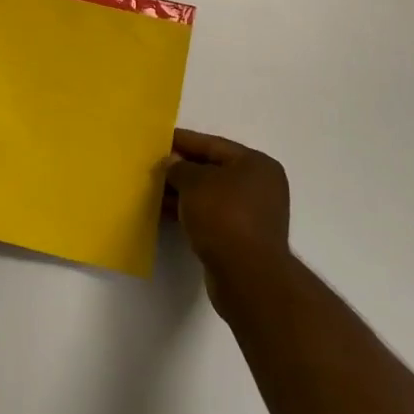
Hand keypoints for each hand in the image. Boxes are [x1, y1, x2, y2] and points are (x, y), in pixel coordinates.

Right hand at [162, 130, 291, 289]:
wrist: (247, 274)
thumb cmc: (223, 216)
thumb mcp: (194, 183)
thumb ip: (179, 168)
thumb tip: (173, 163)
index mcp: (256, 164)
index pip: (213, 145)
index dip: (184, 141)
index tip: (159, 139)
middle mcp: (259, 186)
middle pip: (213, 169)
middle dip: (182, 168)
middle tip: (153, 166)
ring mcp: (253, 213)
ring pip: (210, 195)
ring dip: (183, 192)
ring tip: (153, 190)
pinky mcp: (242, 237)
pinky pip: (211, 215)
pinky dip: (191, 211)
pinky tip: (165, 212)